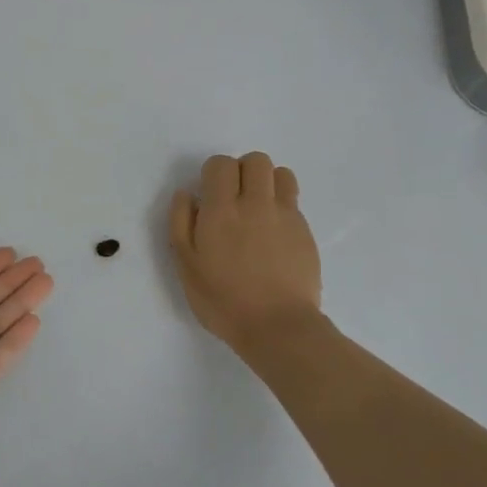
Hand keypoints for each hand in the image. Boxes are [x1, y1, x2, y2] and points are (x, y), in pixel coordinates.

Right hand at [169, 152, 320, 352]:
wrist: (277, 326)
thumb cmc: (223, 300)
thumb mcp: (186, 265)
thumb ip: (181, 223)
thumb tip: (187, 193)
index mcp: (221, 210)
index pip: (221, 164)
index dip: (212, 174)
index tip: (209, 197)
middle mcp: (256, 203)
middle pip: (255, 160)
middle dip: (241, 171)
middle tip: (232, 199)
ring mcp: (285, 215)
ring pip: (281, 173)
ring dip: (266, 182)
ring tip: (256, 208)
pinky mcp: (305, 231)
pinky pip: (293, 200)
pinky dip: (281, 205)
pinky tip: (272, 233)